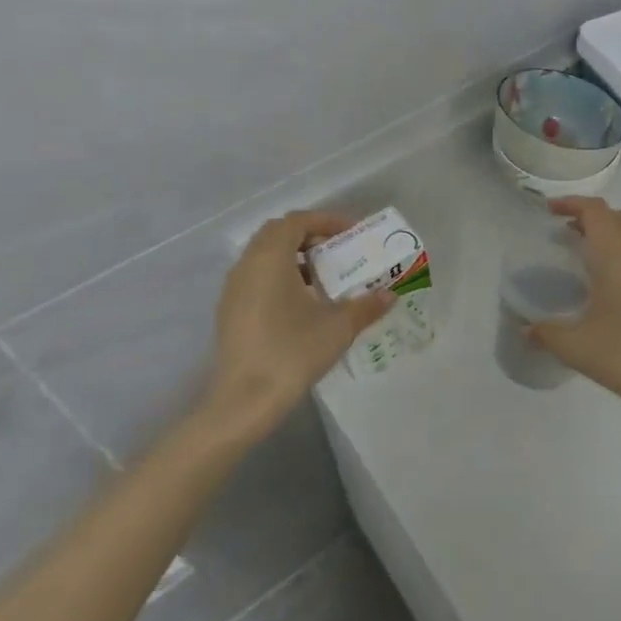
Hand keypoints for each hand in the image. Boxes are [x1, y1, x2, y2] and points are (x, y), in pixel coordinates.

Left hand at [204, 211, 393, 439]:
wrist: (244, 401)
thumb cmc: (292, 352)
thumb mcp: (338, 327)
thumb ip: (366, 306)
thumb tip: (390, 295)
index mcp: (270, 257)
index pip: (297, 221)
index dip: (325, 220)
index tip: (351, 232)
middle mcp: (247, 264)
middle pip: (277, 233)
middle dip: (309, 235)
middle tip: (337, 251)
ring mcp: (233, 289)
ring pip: (264, 256)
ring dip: (294, 257)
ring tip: (324, 278)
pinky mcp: (229, 311)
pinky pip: (256, 277)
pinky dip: (279, 276)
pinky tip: (301, 304)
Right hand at [527, 198, 620, 428]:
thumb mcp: (579, 349)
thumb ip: (547, 335)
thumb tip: (525, 329)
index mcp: (616, 256)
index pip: (594, 211)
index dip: (571, 203)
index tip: (549, 210)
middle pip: (614, 217)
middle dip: (588, 217)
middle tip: (564, 233)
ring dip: (609, 233)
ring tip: (587, 255)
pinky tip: (615, 284)